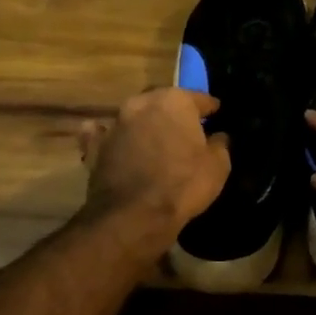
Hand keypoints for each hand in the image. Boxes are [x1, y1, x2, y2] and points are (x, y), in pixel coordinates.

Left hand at [78, 88, 229, 240]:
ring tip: (155, 138)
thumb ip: (219, 144)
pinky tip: (112, 139)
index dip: (209, 107)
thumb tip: (218, 136)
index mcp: (175, 101)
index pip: (198, 98)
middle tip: (185, 127)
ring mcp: (116, 124)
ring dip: (145, 124)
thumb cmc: (184, 185)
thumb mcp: (218, 166)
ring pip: (135, 116)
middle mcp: (142, 103)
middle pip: (163, 102)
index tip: (216, 113)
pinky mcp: (96, 147)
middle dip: (174, 112)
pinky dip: (109, 136)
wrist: (134, 216)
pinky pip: (103, 135)